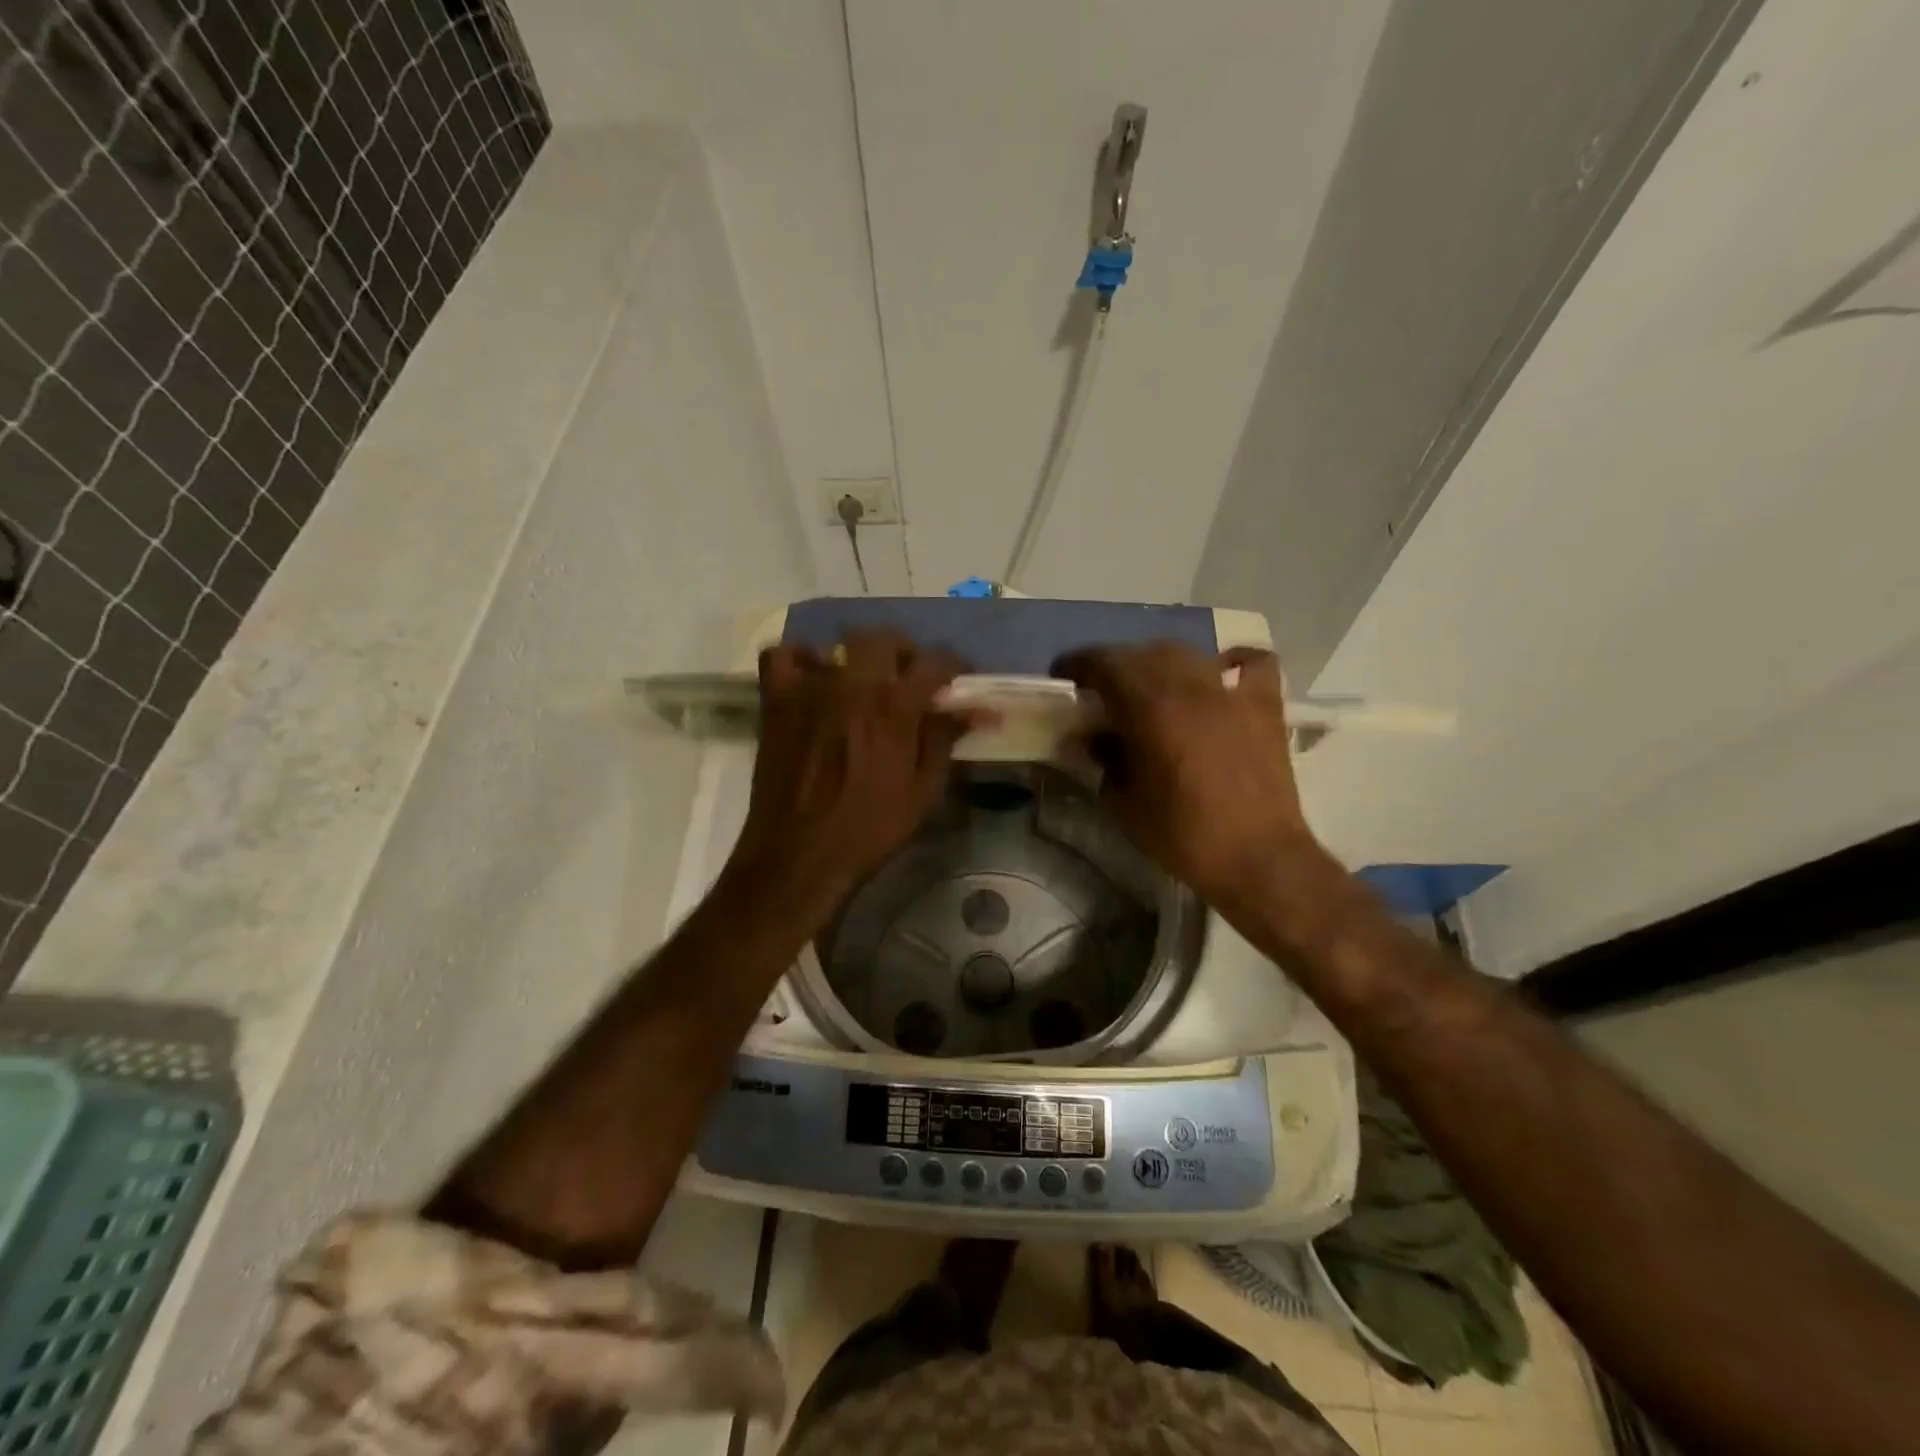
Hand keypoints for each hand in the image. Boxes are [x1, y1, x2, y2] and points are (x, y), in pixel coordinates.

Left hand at [725, 631, 979, 906]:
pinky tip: (811, 681)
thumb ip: (945, 740)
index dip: (953, 666)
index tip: (958, 678)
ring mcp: (809, 688)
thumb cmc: (870, 829)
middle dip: (904, 652)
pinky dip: (798, 661)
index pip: (935, 663)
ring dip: (856, 659)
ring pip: (836, 645)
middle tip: (908, 679)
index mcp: (895, 708)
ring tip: (860, 684)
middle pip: (884, 638)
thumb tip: (976, 710)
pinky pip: (781, 656)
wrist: (800, 855)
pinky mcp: (776, 701)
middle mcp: (853, 685)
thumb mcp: (924, 791)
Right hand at [1053, 642, 1322, 909]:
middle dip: (1116, 665)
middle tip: (1101, 691)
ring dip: (1159, 662)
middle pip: (1143, 653)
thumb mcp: (1124, 803)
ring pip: (1187, 654)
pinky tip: (1218, 675)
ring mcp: (1230, 692)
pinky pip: (1251, 663)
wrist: (1258, 859)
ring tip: (1150, 686)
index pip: (1105, 663)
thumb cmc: (1183, 835)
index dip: (1078, 663)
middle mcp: (1189, 686)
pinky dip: (1231, 662)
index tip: (1063, 676)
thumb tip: (1089, 737)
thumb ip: (1102, 760)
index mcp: (1150, 708)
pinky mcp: (1264, 705)